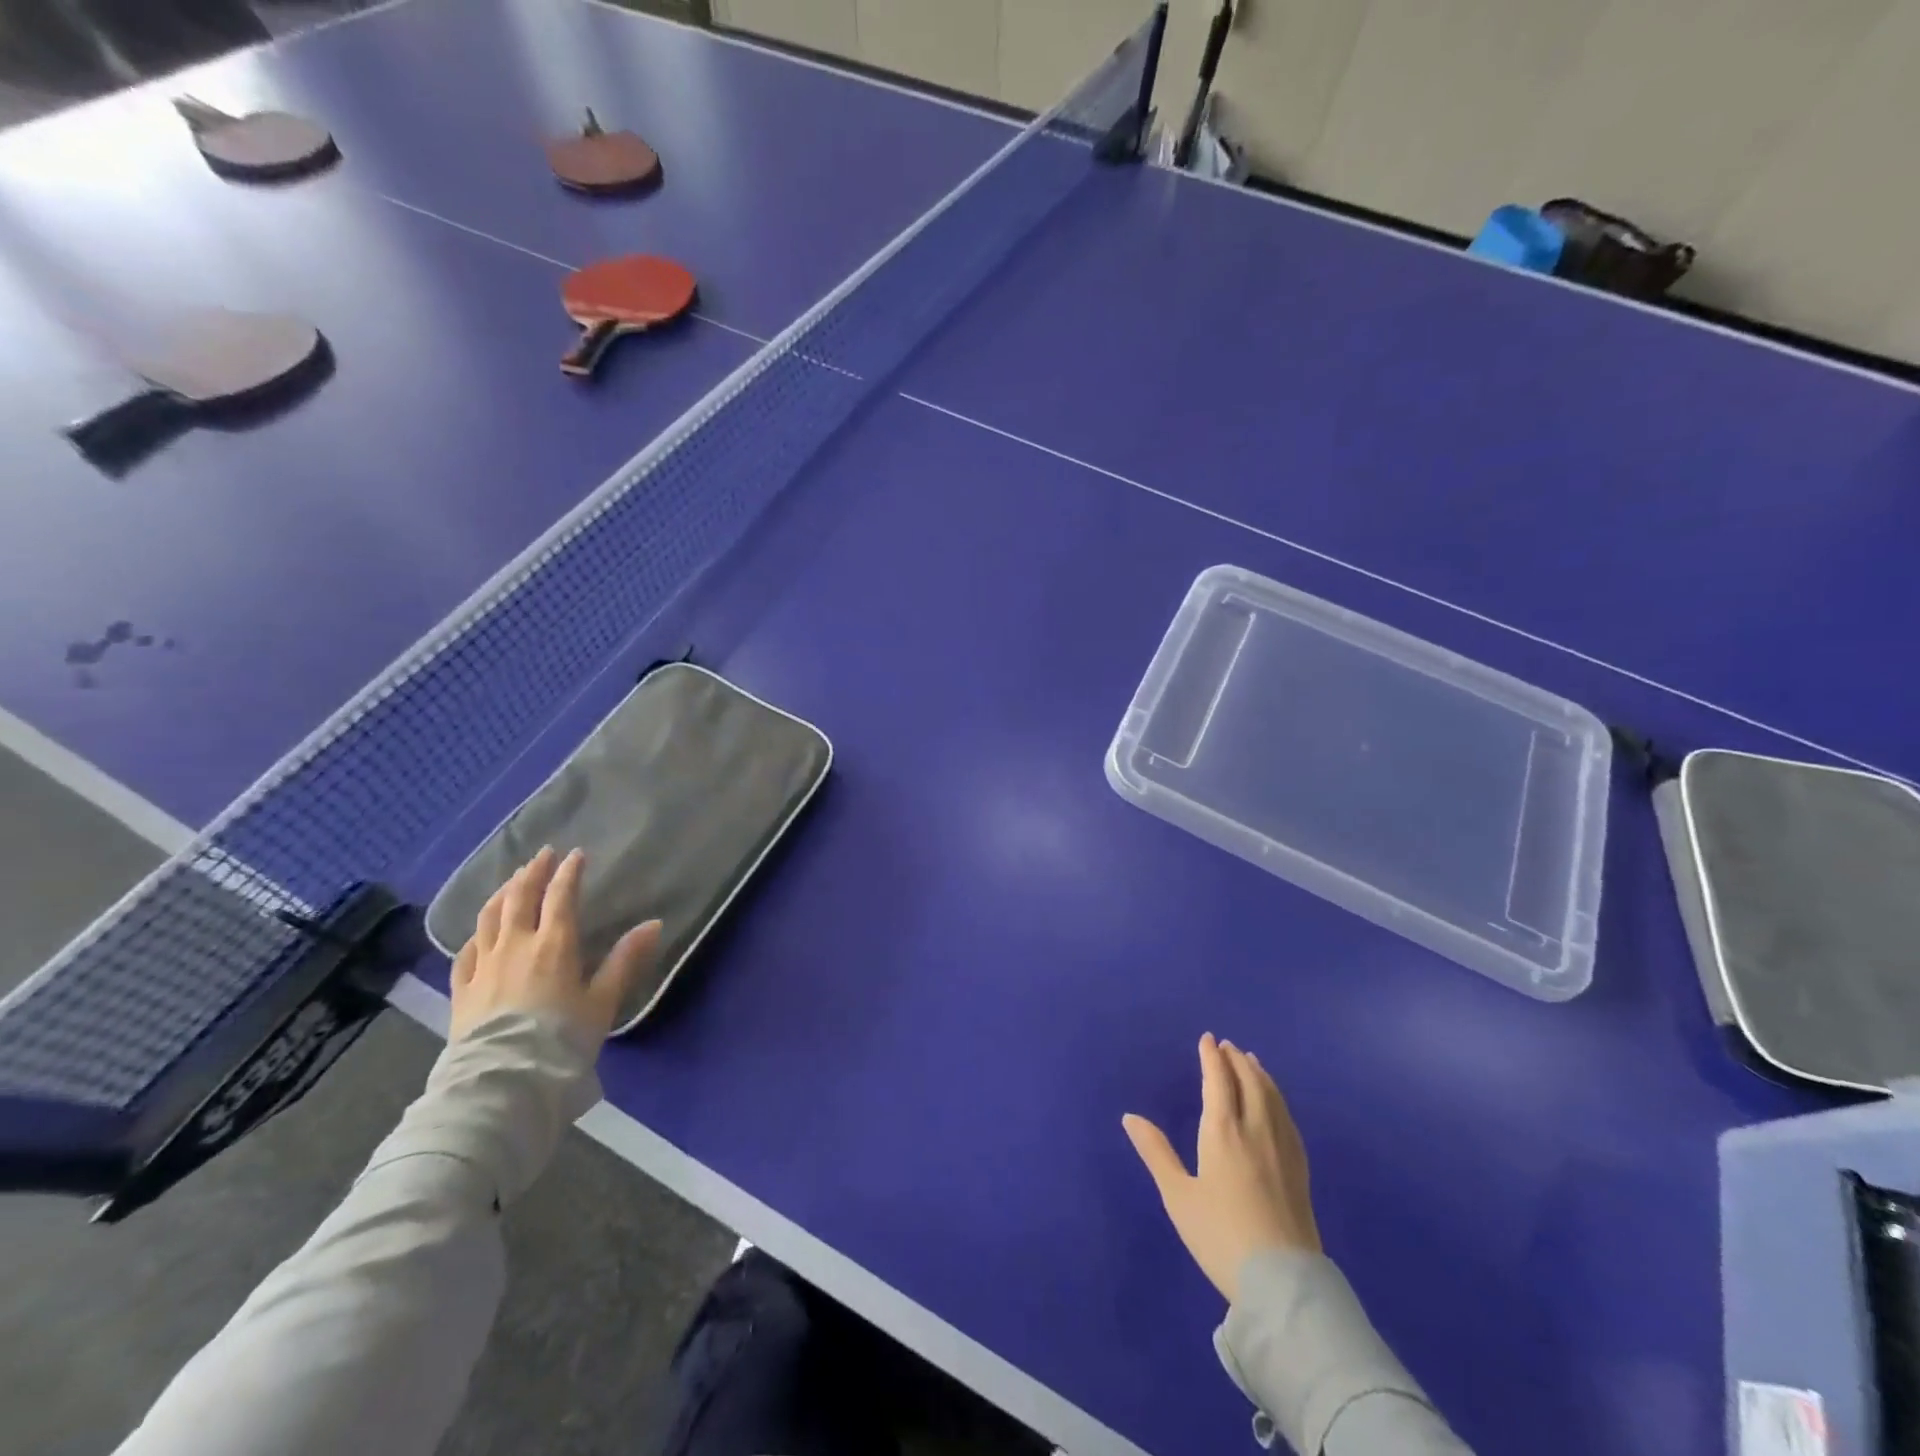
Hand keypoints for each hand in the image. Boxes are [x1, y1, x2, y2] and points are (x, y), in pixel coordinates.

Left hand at [448, 845, 661, 1049]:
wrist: (504, 1081)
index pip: (560, 897)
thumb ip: (625, 959)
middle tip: (542, 855)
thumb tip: (654, 923)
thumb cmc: (561, 1038)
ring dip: (502, 893)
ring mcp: (484, 965)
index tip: (576, 855)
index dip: (568, 873)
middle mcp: (516, 945)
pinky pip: (466, 951)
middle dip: (532, 872)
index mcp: (554, 944)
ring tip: (512, 881)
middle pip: (520, 898)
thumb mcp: (603, 1001)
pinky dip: (476, 933)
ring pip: (489, 917)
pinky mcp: (462, 988)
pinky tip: (479, 932)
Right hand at [1123, 1032, 1319, 1303]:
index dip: (1212, 1057)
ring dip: (1260, 1074)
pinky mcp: (1300, 1169)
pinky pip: (1288, 1118)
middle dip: (1237, 1060)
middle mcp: (1255, 1130)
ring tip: (1251, 1062)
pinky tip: (1276, 1103)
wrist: (1281, 1283)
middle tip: (1228, 1046)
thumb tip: (1130, 1117)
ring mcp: (1282, 1148)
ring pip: (1272, 1097)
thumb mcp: (1178, 1196)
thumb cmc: (1220, 1237)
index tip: (1207, 1039)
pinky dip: (1278, 1097)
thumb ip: (1156, 1152)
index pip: (1218, 1081)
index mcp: (1222, 1132)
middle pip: (1249, 1082)